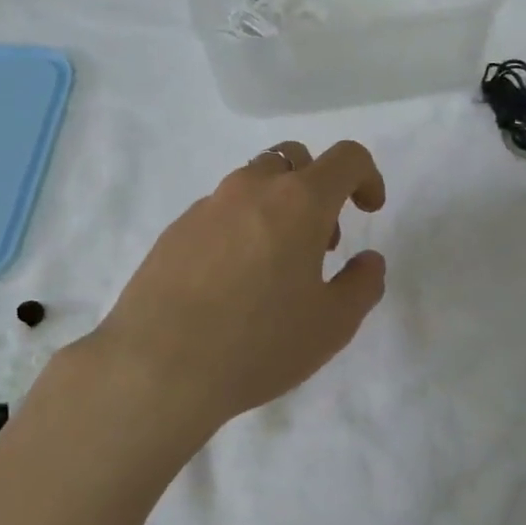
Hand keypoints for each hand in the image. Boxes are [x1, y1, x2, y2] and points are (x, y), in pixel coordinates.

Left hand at [89, 140, 387, 437]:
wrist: (157, 366)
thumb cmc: (257, 344)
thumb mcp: (332, 325)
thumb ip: (362, 284)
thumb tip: (368, 261)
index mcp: (298, 202)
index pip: (346, 158)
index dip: (368, 176)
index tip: (368, 211)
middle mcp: (251, 189)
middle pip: (294, 159)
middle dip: (319, 188)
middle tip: (322, 242)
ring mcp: (207, 206)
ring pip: (253, 183)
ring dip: (278, 207)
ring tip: (276, 267)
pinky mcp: (175, 229)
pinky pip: (220, 212)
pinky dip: (240, 228)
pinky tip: (232, 282)